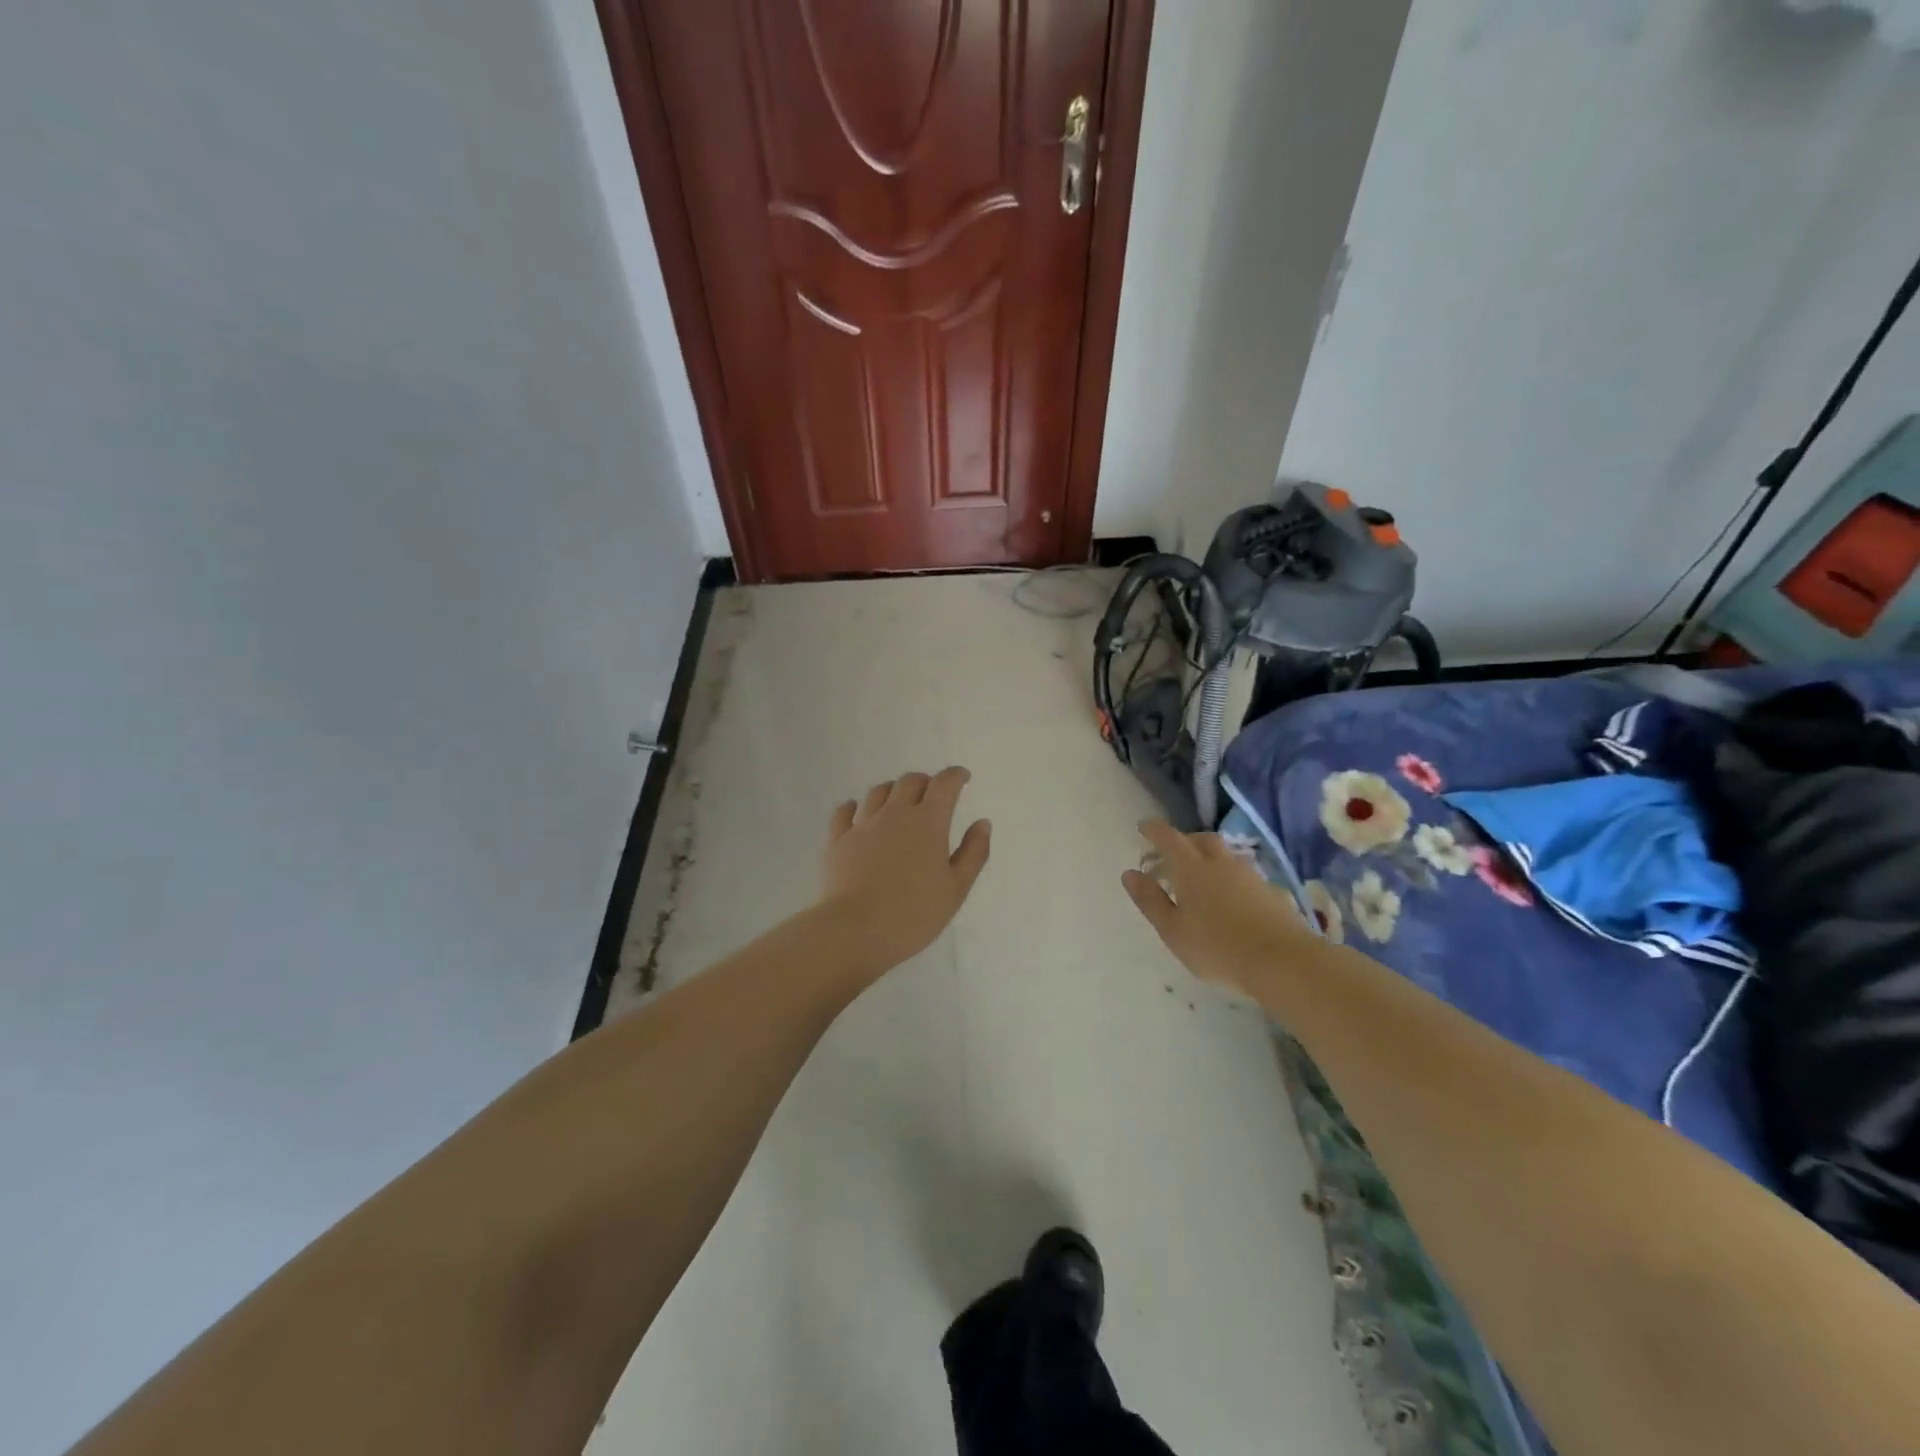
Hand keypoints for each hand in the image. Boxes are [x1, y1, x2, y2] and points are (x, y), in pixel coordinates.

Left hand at [819, 768, 991, 973]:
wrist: (855, 930)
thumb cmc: (914, 913)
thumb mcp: (956, 889)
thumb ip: (973, 853)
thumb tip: (982, 823)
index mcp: (928, 822)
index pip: (944, 785)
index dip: (955, 776)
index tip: (962, 778)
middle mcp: (895, 814)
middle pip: (910, 782)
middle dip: (925, 781)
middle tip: (933, 793)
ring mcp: (863, 825)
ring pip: (878, 792)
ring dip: (893, 790)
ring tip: (899, 801)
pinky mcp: (838, 840)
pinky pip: (844, 812)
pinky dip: (854, 806)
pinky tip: (856, 811)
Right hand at [1121, 820, 1312, 996]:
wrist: (1282, 962)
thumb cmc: (1216, 948)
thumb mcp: (1172, 930)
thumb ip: (1150, 900)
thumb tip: (1130, 873)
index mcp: (1191, 869)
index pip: (1169, 838)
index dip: (1154, 830)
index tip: (1144, 827)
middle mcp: (1222, 864)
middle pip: (1202, 839)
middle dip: (1185, 841)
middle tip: (1173, 855)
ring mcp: (1251, 876)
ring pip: (1227, 856)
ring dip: (1211, 859)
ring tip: (1203, 878)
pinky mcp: (1273, 893)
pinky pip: (1248, 877)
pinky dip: (1234, 881)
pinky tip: (1235, 901)